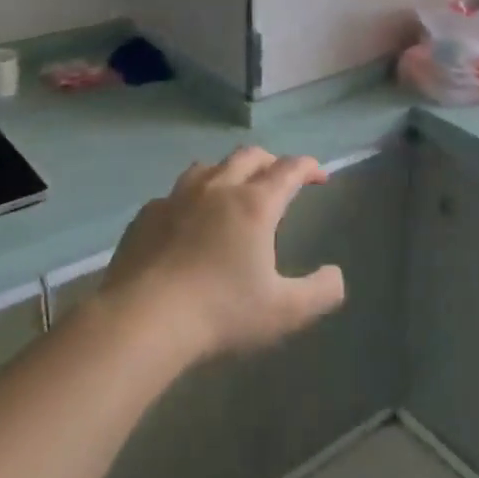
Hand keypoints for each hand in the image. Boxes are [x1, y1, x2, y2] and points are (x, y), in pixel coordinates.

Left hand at [101, 147, 345, 363]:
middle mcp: (217, 189)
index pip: (289, 169)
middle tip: (280, 178)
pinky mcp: (146, 215)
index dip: (308, 167)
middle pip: (249, 157)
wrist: (142, 320)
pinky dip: (190, 198)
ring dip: (228, 171)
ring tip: (233, 189)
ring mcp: (176, 198)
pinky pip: (174, 194)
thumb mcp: (285, 311)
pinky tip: (186, 220)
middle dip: (271, 161)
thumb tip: (336, 276)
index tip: (319, 176)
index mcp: (254, 204)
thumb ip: (320, 292)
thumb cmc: (220, 312)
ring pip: (208, 167)